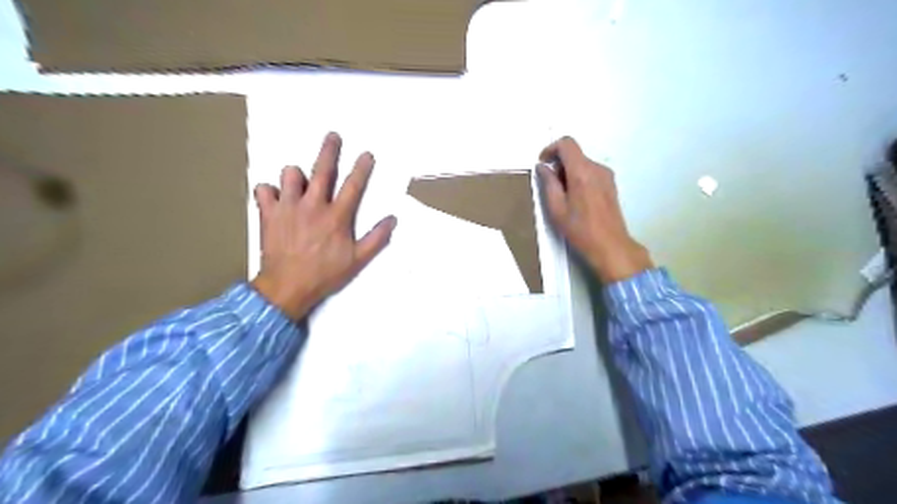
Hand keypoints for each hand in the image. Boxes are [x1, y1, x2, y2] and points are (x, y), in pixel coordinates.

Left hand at [248, 132, 395, 317]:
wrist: (288, 287)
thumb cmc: (325, 274)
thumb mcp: (357, 260)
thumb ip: (376, 239)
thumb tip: (392, 219)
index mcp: (337, 216)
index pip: (353, 186)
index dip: (362, 168)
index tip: (367, 154)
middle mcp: (313, 205)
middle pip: (322, 170)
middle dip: (330, 150)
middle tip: (333, 136)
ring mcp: (288, 207)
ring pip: (290, 175)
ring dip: (297, 176)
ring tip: (300, 183)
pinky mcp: (268, 213)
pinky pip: (263, 190)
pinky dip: (269, 192)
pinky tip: (275, 199)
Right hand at [532, 136, 653, 282]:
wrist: (610, 245)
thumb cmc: (580, 229)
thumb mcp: (556, 208)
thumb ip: (549, 183)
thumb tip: (543, 167)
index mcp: (582, 172)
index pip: (567, 144)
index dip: (551, 148)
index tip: (542, 163)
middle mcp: (597, 168)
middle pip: (574, 154)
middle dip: (558, 164)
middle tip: (549, 186)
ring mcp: (607, 175)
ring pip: (582, 163)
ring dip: (568, 172)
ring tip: (562, 196)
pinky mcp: (611, 184)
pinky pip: (590, 172)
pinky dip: (579, 177)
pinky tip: (575, 199)